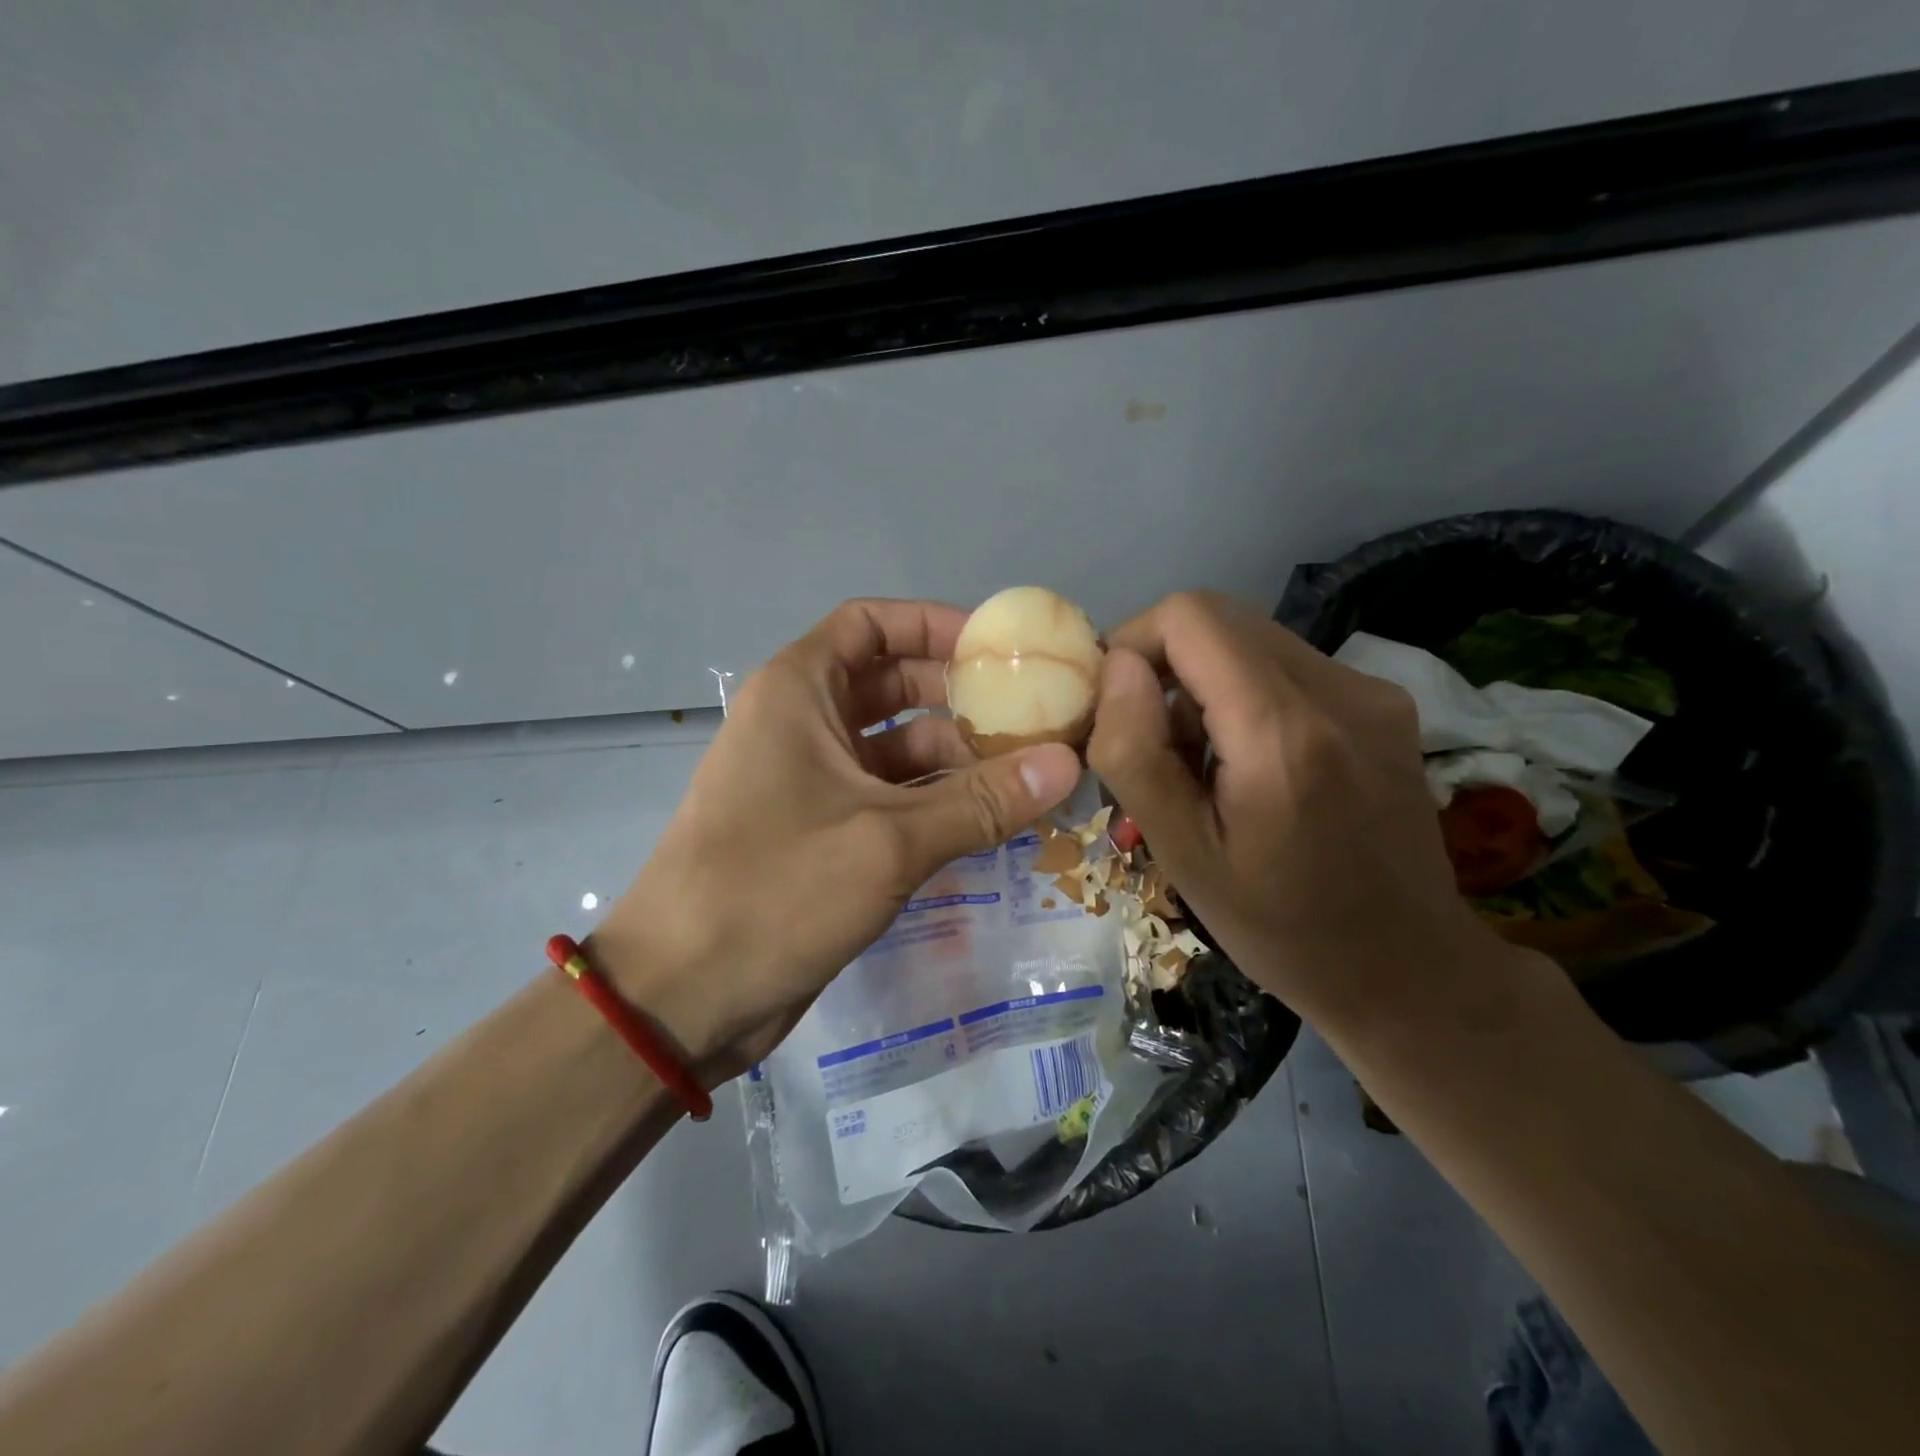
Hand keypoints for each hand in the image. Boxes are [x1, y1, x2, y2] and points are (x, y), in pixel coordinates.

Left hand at [592, 599, 1081, 1081]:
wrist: (681, 995)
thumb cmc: (775, 890)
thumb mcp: (888, 841)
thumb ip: (982, 801)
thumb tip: (1069, 762)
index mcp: (798, 692)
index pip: (871, 624)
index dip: (935, 625)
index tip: (1000, 650)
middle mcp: (803, 724)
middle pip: (893, 684)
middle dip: (961, 698)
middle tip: (1035, 718)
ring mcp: (812, 781)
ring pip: (897, 748)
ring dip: (958, 758)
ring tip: (1031, 775)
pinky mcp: (823, 832)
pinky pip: (891, 798)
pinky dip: (937, 802)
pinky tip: (993, 820)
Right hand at [1087, 591, 1511, 1027]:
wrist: (1408, 969)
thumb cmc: (1280, 927)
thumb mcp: (1182, 855)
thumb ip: (1135, 753)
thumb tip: (1118, 667)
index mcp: (1282, 733)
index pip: (1190, 616)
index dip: (1135, 642)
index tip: (1116, 703)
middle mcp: (1339, 690)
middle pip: (1220, 617)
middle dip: (1165, 661)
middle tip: (1151, 738)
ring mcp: (1372, 691)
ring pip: (1252, 637)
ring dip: (1204, 679)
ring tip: (1202, 759)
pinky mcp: (1385, 702)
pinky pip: (1288, 664)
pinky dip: (1245, 691)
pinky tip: (1249, 759)